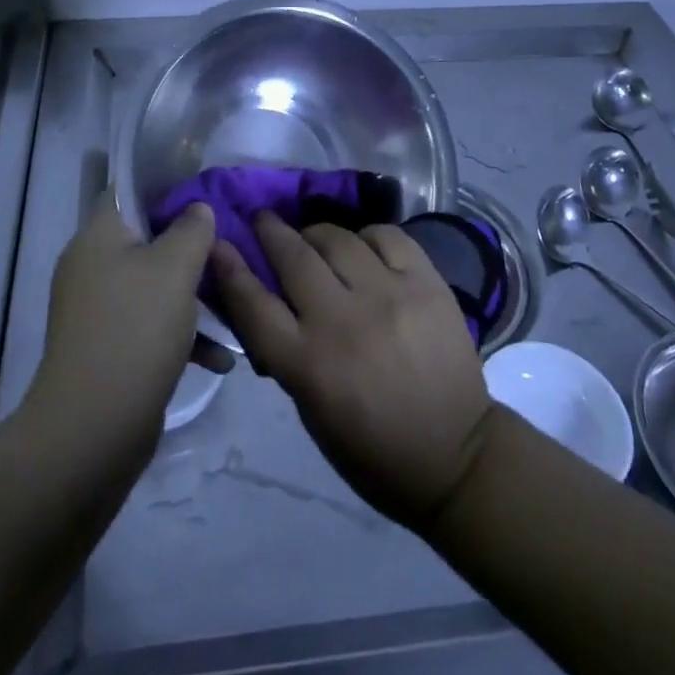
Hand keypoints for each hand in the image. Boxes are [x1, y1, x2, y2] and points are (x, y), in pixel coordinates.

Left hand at [24, 193, 216, 459]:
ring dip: (194, 294)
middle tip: (230, 249)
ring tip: (235, 303)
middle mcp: (92, 267)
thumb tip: (197, 208)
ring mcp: (99, 311)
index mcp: (98, 237)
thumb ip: (191, 229)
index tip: (205, 194)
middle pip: (147, 239)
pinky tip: (221, 357)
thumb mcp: (175, 268)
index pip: (127, 191)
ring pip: (154, 285)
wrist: (93, 429)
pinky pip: (151, 326)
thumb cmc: (136, 329)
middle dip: (190, 246)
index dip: (165, 186)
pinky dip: (183, 335)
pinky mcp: (110, 349)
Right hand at [210, 212, 493, 529]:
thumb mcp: (311, 410)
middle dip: (270, 231)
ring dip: (316, 233)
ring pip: (337, 238)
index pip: (253, 303)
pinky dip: (367, 236)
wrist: (456, 455)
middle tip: (263, 220)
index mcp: (308, 364)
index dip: (229, 268)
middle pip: (293, 256)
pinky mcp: (426, 283)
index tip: (217, 242)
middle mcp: (343, 321)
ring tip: (315, 238)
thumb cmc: (372, 448)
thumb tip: (264, 300)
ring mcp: (388, 295)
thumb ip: (285, 351)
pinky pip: (387, 236)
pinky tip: (364, 247)